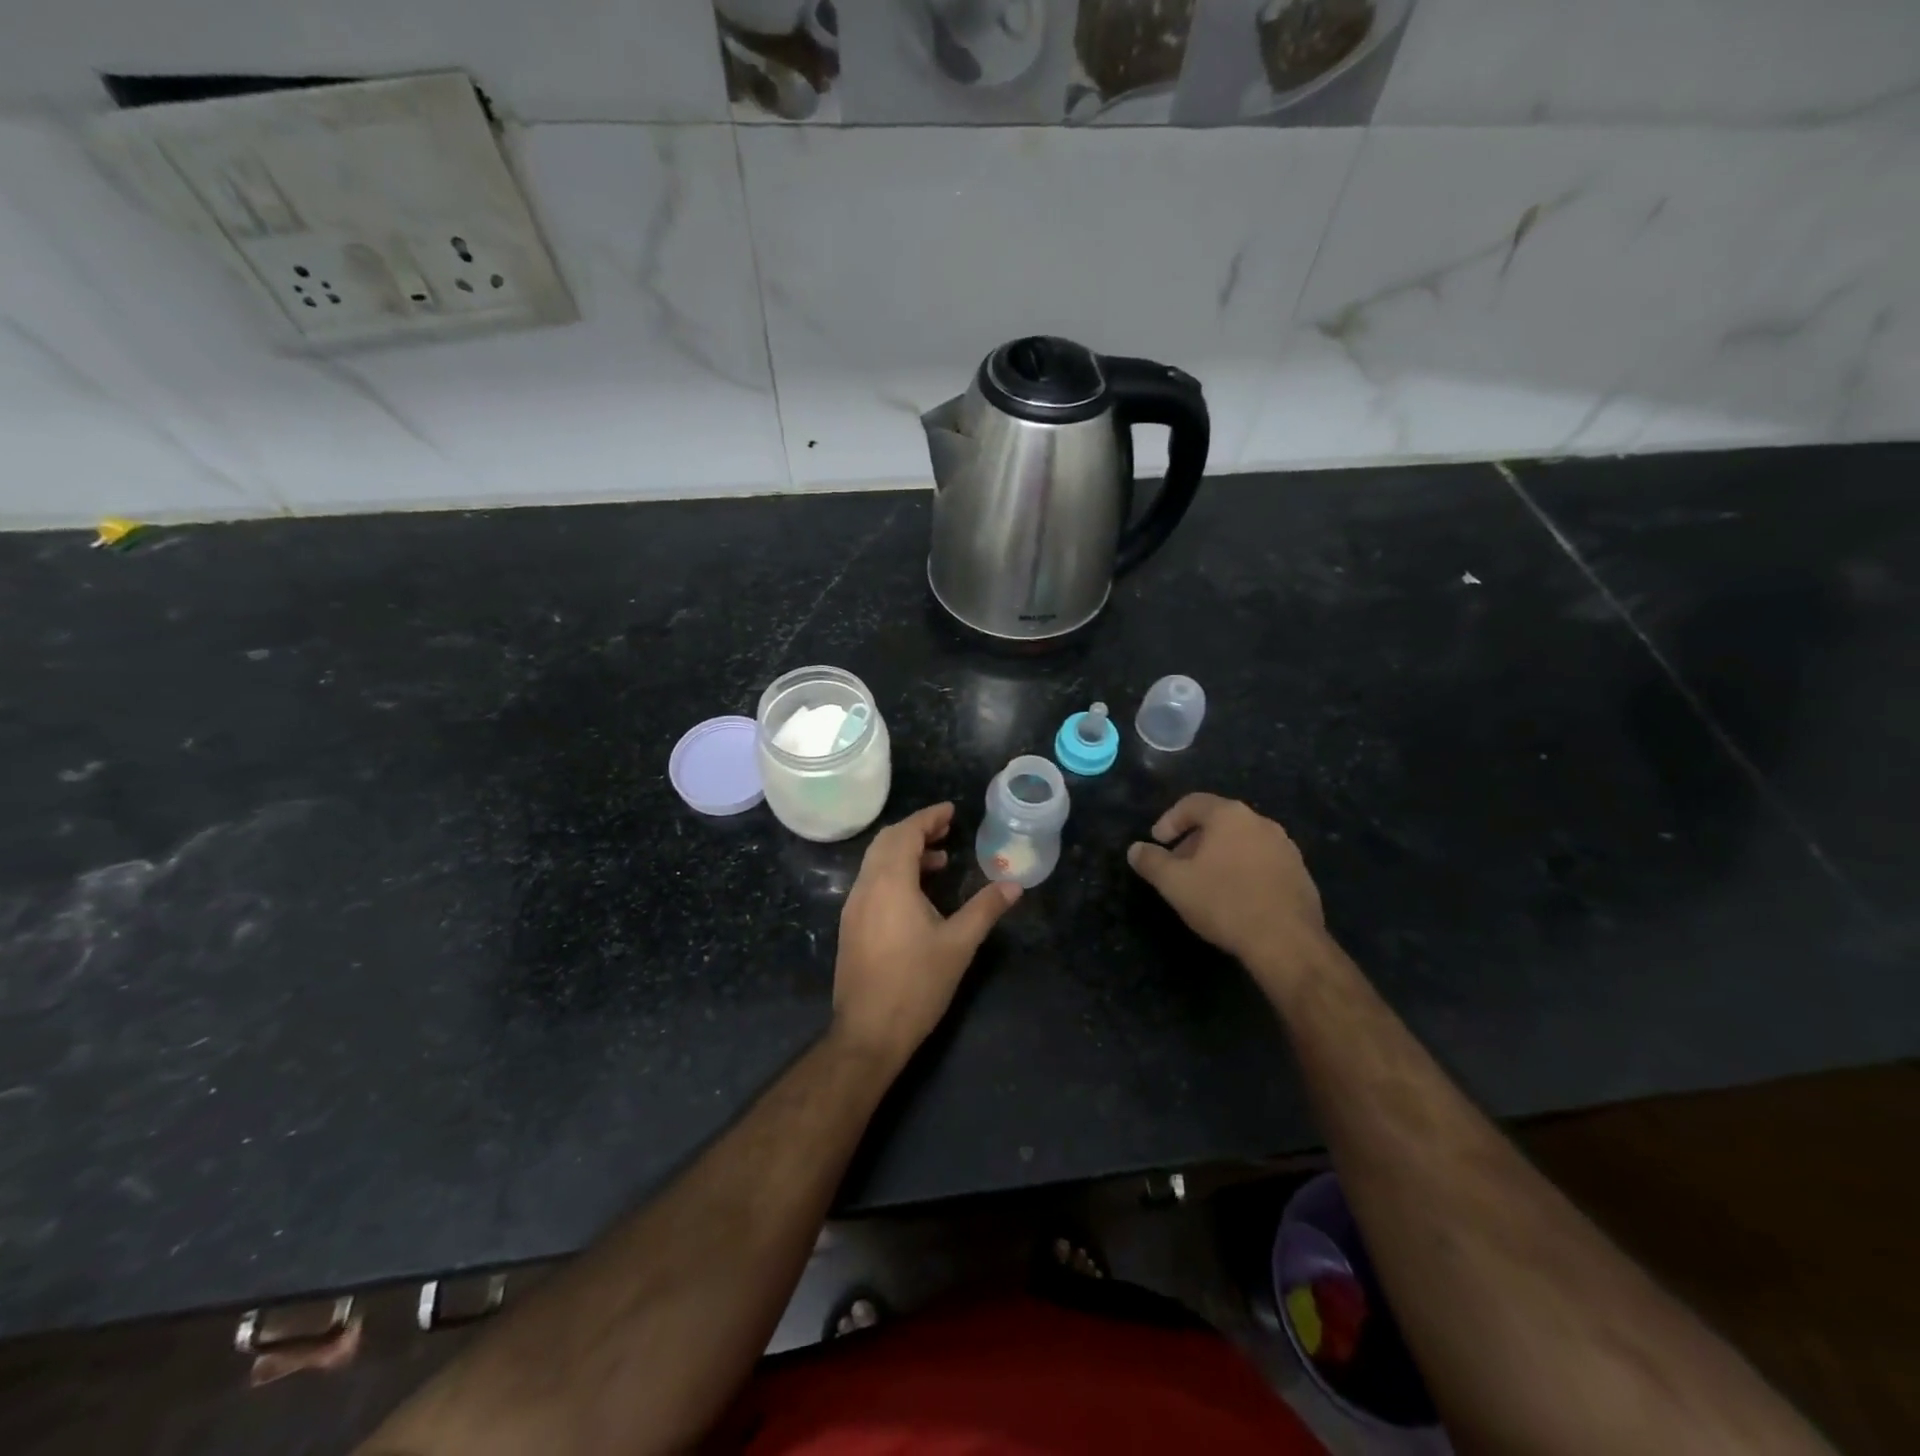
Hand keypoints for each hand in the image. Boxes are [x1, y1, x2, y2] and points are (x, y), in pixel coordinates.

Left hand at [831, 803, 1020, 1067]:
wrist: (868, 1033)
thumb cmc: (916, 984)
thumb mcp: (959, 944)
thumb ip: (985, 909)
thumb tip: (1014, 885)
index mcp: (890, 883)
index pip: (905, 834)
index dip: (928, 817)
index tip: (951, 811)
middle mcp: (866, 887)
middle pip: (886, 842)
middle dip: (916, 830)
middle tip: (947, 829)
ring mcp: (853, 907)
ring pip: (876, 863)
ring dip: (905, 853)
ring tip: (940, 862)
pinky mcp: (851, 926)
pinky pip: (872, 883)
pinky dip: (894, 873)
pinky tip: (918, 895)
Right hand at [1127, 793, 1331, 982]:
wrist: (1286, 941)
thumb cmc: (1224, 902)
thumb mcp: (1174, 883)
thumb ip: (1151, 861)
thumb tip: (1136, 849)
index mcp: (1229, 816)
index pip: (1193, 803)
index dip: (1169, 820)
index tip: (1157, 842)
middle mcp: (1261, 822)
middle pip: (1219, 821)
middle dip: (1194, 840)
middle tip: (1178, 865)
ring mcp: (1286, 847)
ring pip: (1242, 842)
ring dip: (1220, 856)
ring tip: (1206, 883)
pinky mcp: (1300, 873)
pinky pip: (1263, 862)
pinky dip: (1244, 871)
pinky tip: (1236, 898)